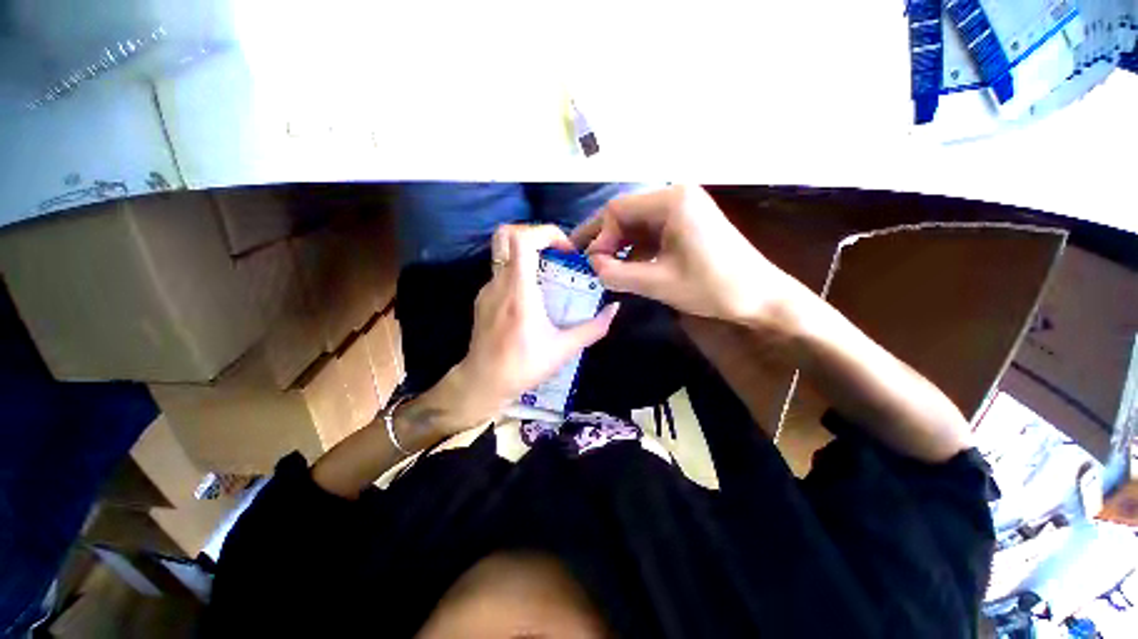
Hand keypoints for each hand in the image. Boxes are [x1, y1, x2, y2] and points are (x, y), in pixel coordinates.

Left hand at [455, 224, 619, 413]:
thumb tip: (614, 308)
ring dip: (530, 254)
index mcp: (519, 292)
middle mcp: (499, 283)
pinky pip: (502, 272)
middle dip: (535, 234)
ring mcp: (487, 290)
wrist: (483, 384)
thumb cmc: (523, 367)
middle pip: (506, 235)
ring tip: (551, 275)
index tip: (566, 251)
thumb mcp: (564, 349)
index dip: (546, 233)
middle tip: (557, 253)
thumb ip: (594, 328)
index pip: (522, 240)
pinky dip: (521, 271)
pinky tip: (534, 296)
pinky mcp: (483, 299)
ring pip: (504, 253)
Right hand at [571, 186, 805, 331]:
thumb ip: (617, 273)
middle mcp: (676, 197)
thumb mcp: (658, 283)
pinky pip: (652, 233)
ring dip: (620, 246)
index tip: (592, 264)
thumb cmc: (712, 287)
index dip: (599, 237)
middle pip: (627, 214)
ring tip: (604, 268)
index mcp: (671, 201)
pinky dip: (637, 250)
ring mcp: (684, 210)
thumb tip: (592, 265)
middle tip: (587, 262)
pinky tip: (628, 268)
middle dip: (606, 240)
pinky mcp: (688, 225)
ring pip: (638, 225)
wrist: (761, 298)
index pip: (618, 210)